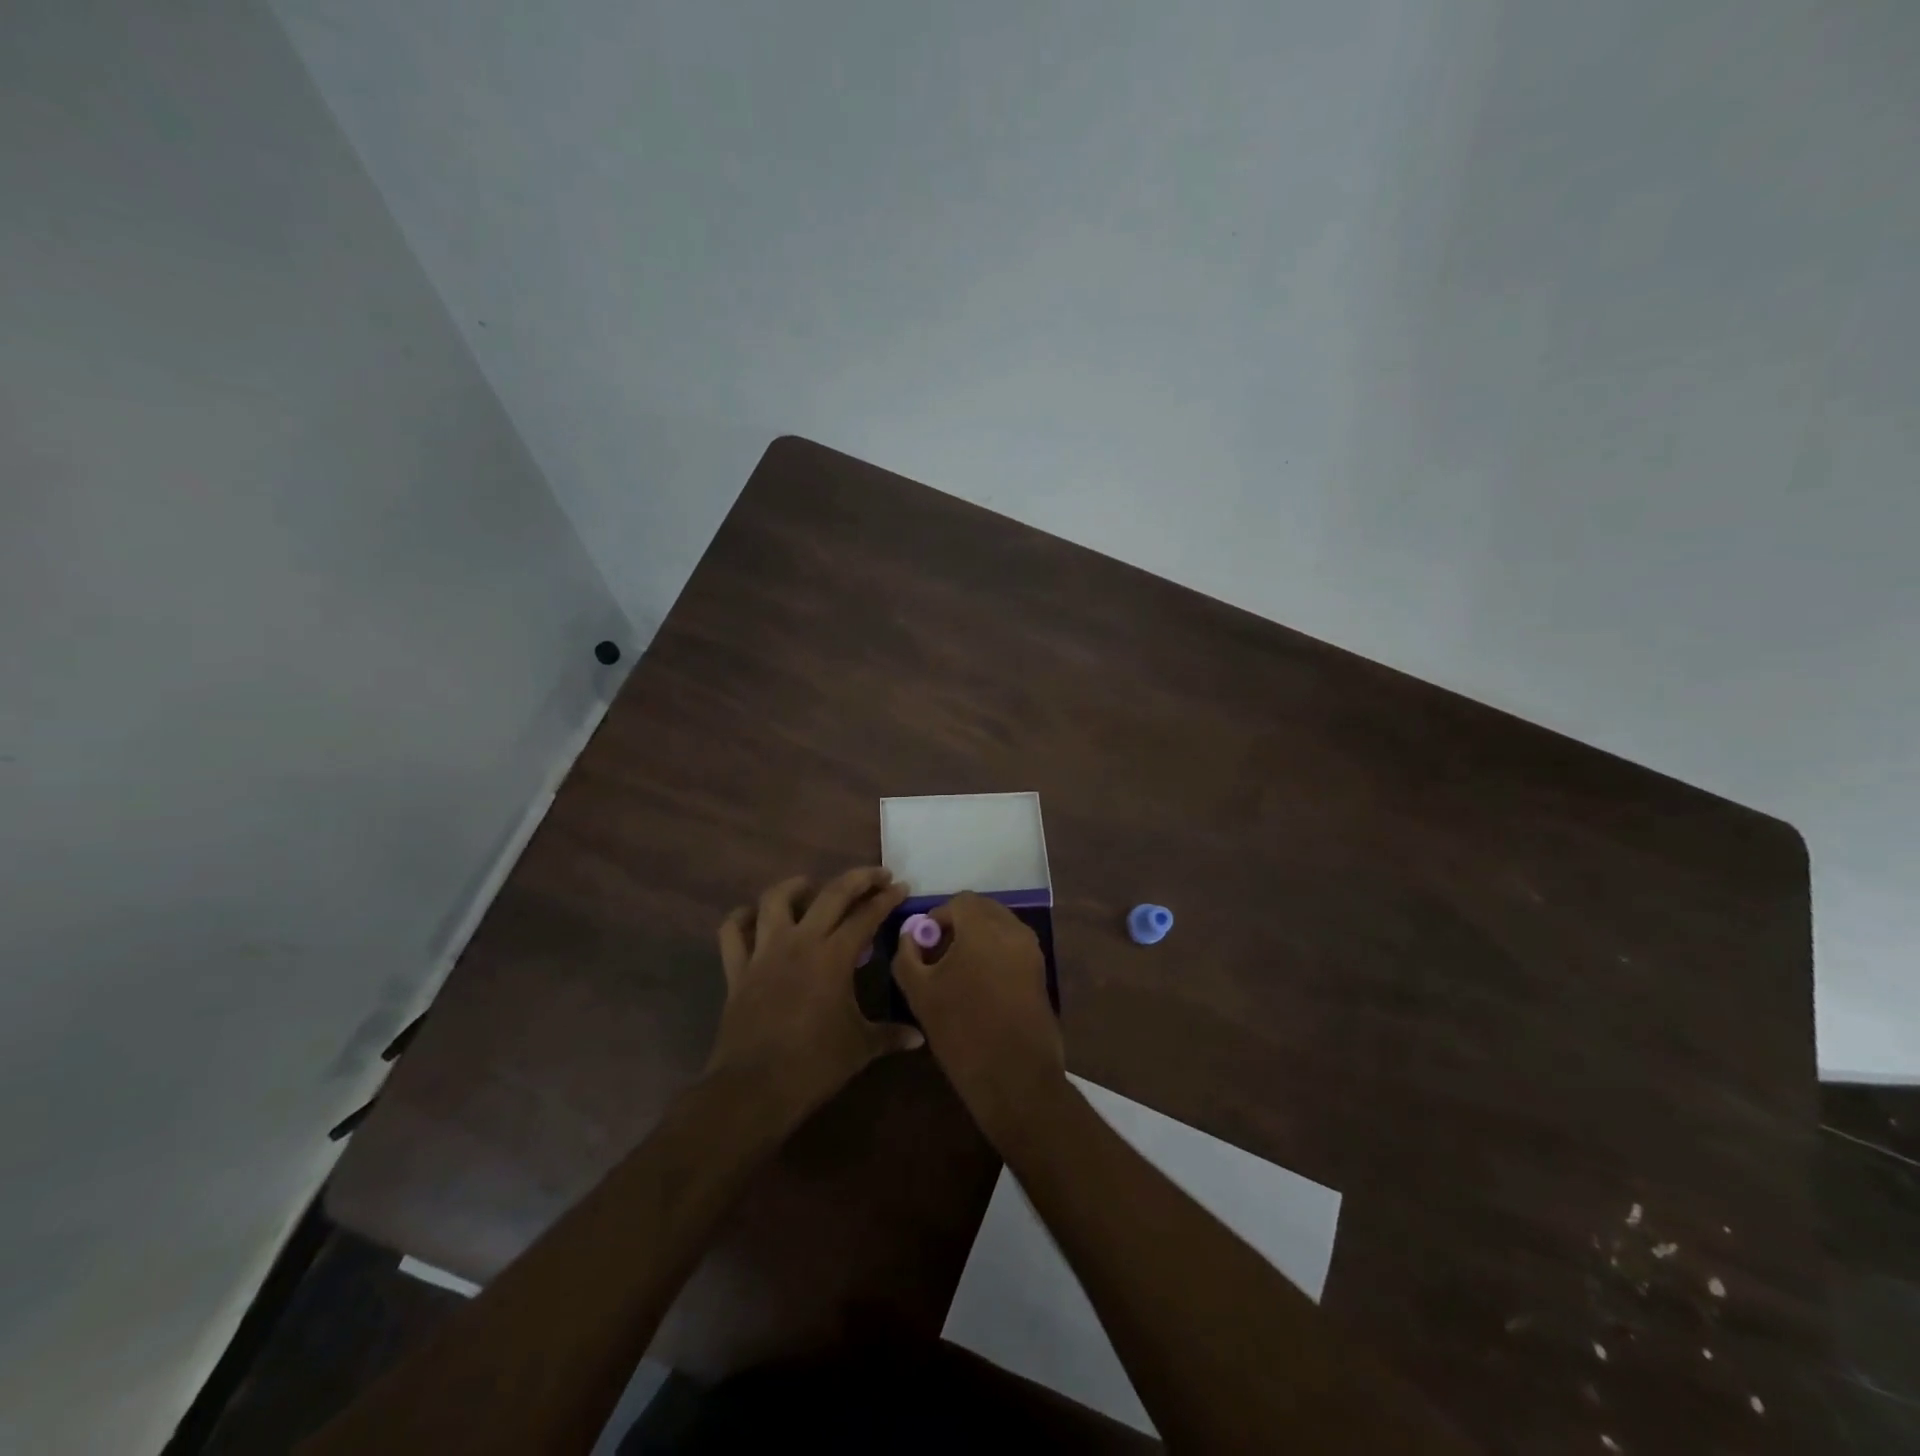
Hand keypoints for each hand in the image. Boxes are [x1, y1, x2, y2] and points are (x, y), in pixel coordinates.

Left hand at [707, 868, 921, 1121]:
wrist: (754, 1088)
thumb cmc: (814, 1065)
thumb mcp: (860, 1048)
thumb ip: (890, 1035)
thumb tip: (919, 1038)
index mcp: (834, 956)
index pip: (866, 916)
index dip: (887, 899)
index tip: (901, 887)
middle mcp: (800, 942)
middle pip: (831, 894)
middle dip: (858, 879)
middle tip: (876, 875)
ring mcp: (764, 952)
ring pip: (776, 900)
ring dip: (795, 886)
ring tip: (810, 886)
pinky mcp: (737, 969)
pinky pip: (733, 933)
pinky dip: (741, 919)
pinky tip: (753, 916)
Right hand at [891, 891, 1064, 1141]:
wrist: (1015, 1078)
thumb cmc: (962, 1031)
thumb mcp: (919, 993)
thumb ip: (908, 955)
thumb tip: (911, 935)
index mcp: (983, 927)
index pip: (959, 902)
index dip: (938, 918)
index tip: (924, 945)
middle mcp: (1013, 930)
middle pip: (983, 910)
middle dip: (959, 925)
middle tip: (938, 956)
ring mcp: (1032, 951)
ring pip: (999, 928)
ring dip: (977, 939)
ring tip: (957, 974)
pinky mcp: (1040, 973)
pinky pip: (1012, 948)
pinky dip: (994, 955)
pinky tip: (978, 988)